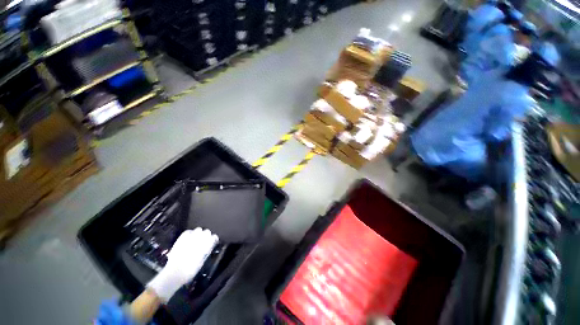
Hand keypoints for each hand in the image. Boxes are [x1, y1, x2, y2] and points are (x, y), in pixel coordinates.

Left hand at [147, 228, 217, 302]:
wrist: (174, 273)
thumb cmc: (189, 271)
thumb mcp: (201, 263)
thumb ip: (205, 253)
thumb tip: (207, 247)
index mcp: (205, 247)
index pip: (213, 237)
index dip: (213, 239)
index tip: (212, 241)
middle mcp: (199, 241)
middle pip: (207, 232)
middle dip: (206, 235)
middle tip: (204, 240)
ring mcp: (190, 239)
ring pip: (198, 230)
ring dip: (199, 233)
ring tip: (196, 238)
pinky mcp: (181, 239)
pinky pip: (188, 232)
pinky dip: (190, 233)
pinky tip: (189, 237)